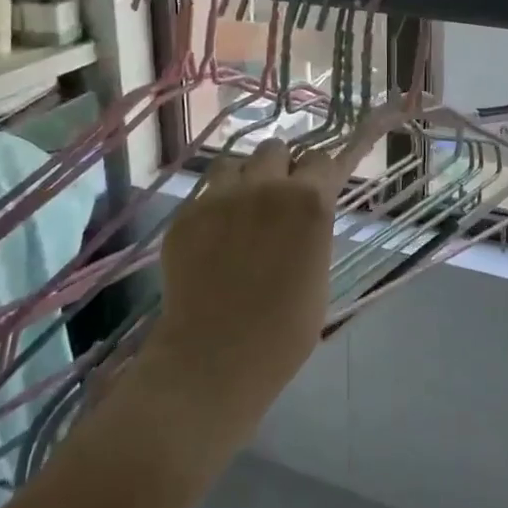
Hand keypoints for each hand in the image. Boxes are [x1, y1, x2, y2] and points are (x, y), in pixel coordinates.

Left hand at [146, 109, 394, 426]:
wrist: (215, 359)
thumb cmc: (285, 330)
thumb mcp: (319, 272)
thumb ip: (313, 230)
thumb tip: (305, 216)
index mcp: (308, 201)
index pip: (321, 160)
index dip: (320, 174)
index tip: (317, 188)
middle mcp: (265, 186)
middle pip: (275, 148)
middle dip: (280, 168)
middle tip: (277, 201)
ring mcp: (220, 197)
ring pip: (234, 163)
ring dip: (244, 180)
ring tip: (240, 212)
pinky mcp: (186, 214)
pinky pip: (205, 195)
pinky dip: (213, 209)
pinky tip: (212, 241)